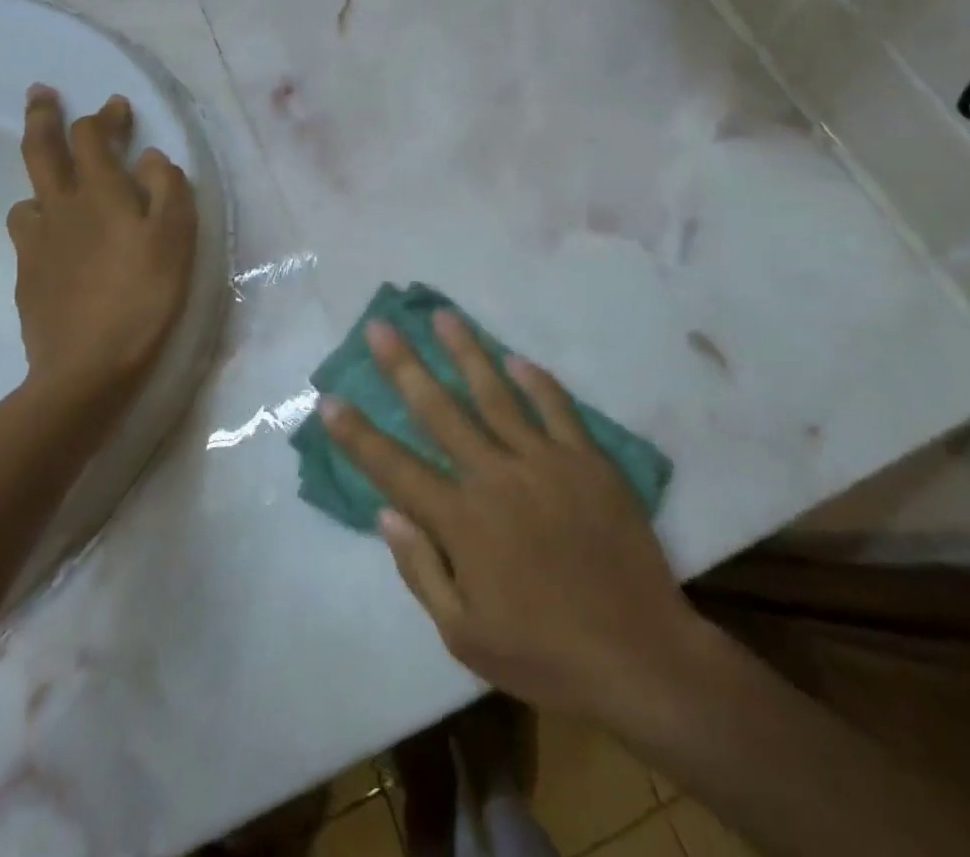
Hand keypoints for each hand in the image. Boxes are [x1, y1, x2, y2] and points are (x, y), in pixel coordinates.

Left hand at [9, 85, 197, 416]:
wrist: (88, 366)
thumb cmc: (145, 295)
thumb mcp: (176, 237)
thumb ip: (167, 188)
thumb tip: (151, 157)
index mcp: (100, 193)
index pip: (93, 137)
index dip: (104, 116)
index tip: (117, 106)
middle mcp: (61, 208)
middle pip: (41, 151)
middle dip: (43, 117)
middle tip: (41, 93)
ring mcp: (37, 243)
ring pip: (29, 195)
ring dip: (41, 178)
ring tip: (55, 183)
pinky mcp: (28, 276)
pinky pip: (28, 235)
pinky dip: (40, 222)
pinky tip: (56, 241)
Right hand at [320, 313, 708, 722]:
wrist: (639, 654)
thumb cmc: (544, 654)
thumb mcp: (465, 636)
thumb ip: (421, 569)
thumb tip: (387, 513)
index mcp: (462, 521)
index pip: (394, 467)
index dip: (357, 434)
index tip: (329, 398)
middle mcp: (496, 476)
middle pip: (440, 410)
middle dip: (404, 365)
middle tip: (381, 325)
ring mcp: (545, 460)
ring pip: (496, 393)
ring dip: (466, 351)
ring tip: (443, 315)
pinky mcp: (587, 459)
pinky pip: (556, 407)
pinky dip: (535, 380)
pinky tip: (516, 357)